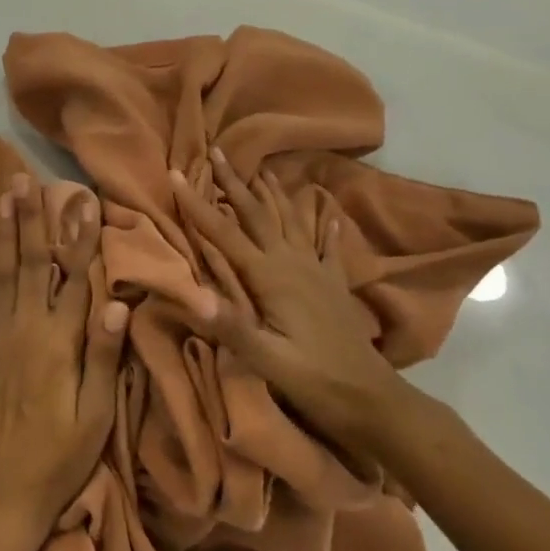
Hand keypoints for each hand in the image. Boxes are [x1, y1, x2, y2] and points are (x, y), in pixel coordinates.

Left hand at [0, 175, 129, 534]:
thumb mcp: (95, 415)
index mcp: (61, 341)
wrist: (0, 496)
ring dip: (3, 233)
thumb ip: (104, 356)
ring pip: (1, 274)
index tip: (84, 202)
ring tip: (3, 197)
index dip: (81, 238)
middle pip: (32, 263)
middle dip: (32, 218)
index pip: (75, 277)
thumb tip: (118, 301)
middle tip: (27, 180)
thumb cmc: (58, 458)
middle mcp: (26, 328)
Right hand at [169, 149, 398, 478]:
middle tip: (217, 151)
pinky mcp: (333, 285)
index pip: (224, 234)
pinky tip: (327, 214)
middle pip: (257, 214)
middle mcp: (292, 263)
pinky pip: (326, 247)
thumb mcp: (269, 361)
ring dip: (273, 194)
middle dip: (234, 182)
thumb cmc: (315, 380)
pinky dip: (324, 228)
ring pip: (290, 221)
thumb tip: (192, 296)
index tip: (176, 172)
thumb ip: (233, 327)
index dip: (198, 204)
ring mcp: (316, 271)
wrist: (373, 399)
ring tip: (262, 169)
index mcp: (271, 277)